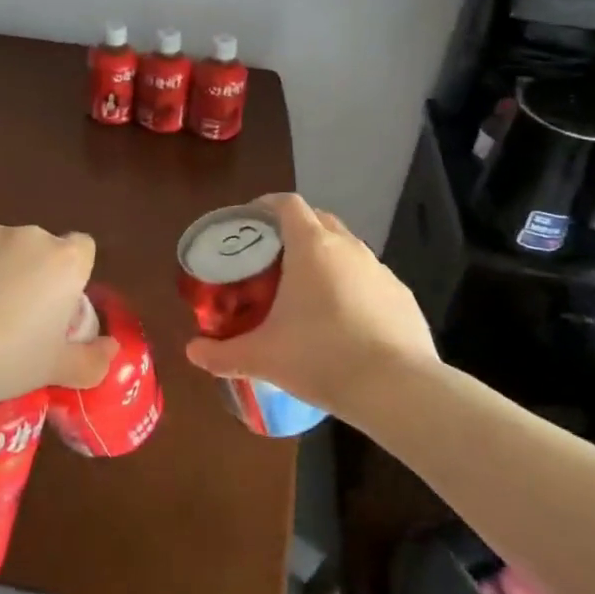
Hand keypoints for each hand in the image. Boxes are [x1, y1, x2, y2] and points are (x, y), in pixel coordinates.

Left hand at [0, 218, 112, 400]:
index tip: (54, 302)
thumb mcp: (56, 370)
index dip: (70, 273)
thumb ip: (92, 359)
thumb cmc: (9, 361)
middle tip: (10, 312)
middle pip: (40, 246)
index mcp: (66, 262)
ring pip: (0, 243)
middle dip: (30, 269)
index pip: (82, 249)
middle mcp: (33, 235)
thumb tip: (112, 349)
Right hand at [184, 192, 436, 422]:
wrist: (398, 390)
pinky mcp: (403, 296)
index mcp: (311, 247)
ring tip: (307, 292)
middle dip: (294, 230)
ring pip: (347, 249)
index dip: (266, 205)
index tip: (249, 222)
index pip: (287, 204)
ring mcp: (380, 271)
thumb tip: (192, 353)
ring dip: (325, 258)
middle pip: (318, 220)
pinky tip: (344, 321)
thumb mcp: (263, 357)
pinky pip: (369, 279)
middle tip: (272, 258)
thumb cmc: (321, 358)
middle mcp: (348, 248)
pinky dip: (352, 287)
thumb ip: (222, 353)